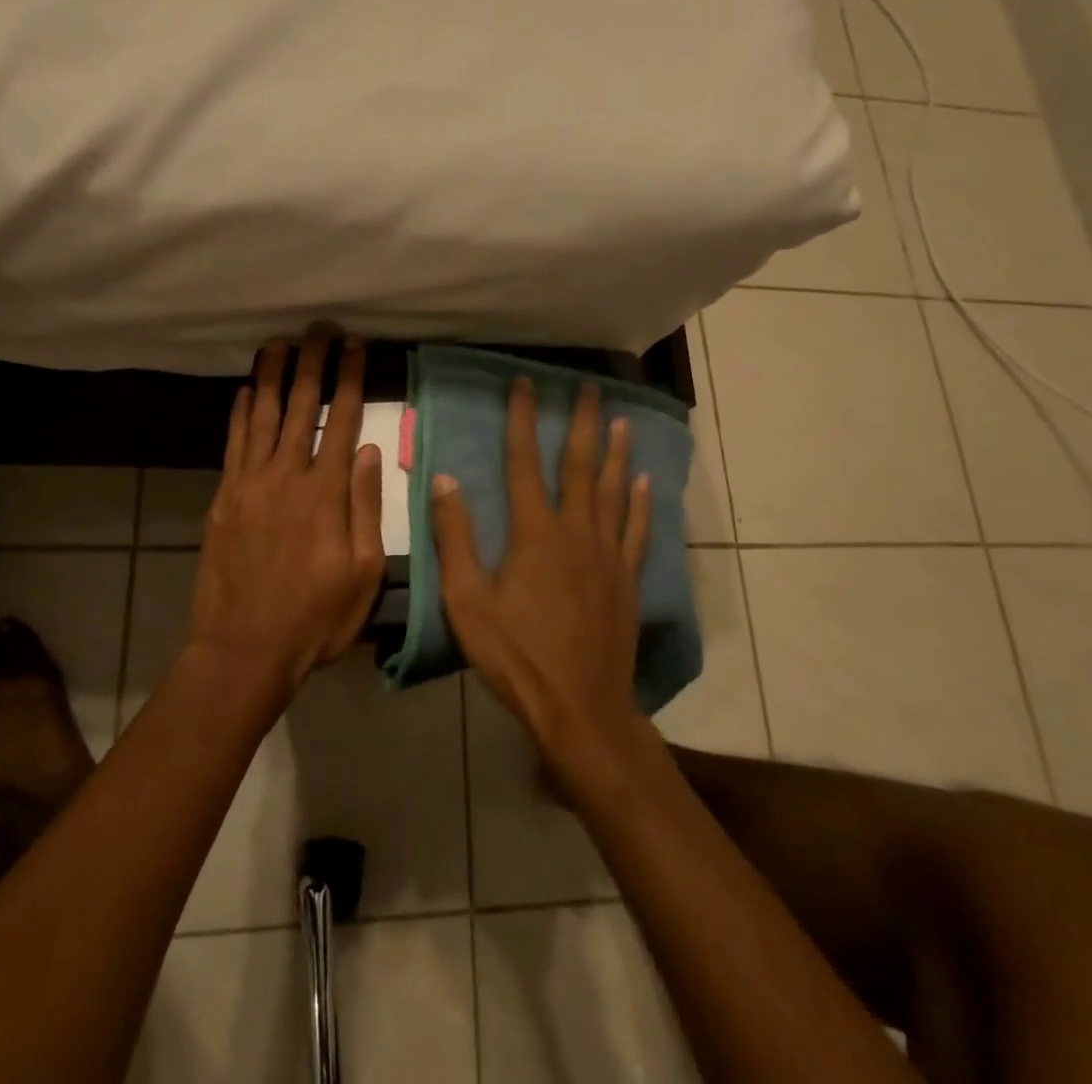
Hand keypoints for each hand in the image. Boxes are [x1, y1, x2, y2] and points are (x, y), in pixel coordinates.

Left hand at [189, 329, 386, 698]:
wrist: (244, 649)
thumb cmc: (315, 618)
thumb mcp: (363, 572)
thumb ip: (366, 507)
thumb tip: (372, 451)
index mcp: (326, 492)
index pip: (342, 420)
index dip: (350, 378)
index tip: (356, 346)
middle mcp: (286, 475)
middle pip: (301, 405)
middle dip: (313, 362)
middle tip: (319, 327)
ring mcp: (249, 484)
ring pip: (261, 415)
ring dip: (271, 375)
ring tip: (279, 342)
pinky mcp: (224, 498)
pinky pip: (233, 443)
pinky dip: (238, 412)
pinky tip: (243, 390)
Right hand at [431, 378, 651, 768]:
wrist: (580, 706)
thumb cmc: (516, 654)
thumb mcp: (468, 600)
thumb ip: (456, 538)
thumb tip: (446, 480)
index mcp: (534, 532)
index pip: (524, 462)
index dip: (522, 419)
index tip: (525, 384)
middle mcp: (576, 531)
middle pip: (580, 465)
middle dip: (582, 422)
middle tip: (589, 387)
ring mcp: (607, 554)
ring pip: (615, 490)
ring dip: (617, 452)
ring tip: (620, 419)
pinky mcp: (627, 579)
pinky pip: (637, 530)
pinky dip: (642, 502)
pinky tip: (646, 482)